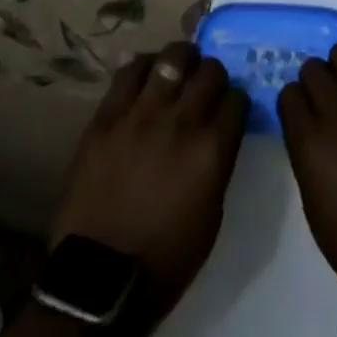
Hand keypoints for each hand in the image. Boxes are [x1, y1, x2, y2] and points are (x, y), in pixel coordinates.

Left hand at [49, 42, 248, 323]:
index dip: (236, 101)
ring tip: (179, 66)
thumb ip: (218, 163)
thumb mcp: (210, 216)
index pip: (237, 99)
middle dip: (214, 75)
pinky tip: (148, 74)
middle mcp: (181, 121)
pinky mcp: (108, 115)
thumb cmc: (164, 259)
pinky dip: (144, 66)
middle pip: (210, 71)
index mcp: (211, 150)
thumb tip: (220, 133)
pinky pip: (130, 71)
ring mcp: (142, 114)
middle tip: (206, 86)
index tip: (230, 107)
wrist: (98, 279)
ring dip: (182, 59)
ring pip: (172, 57)